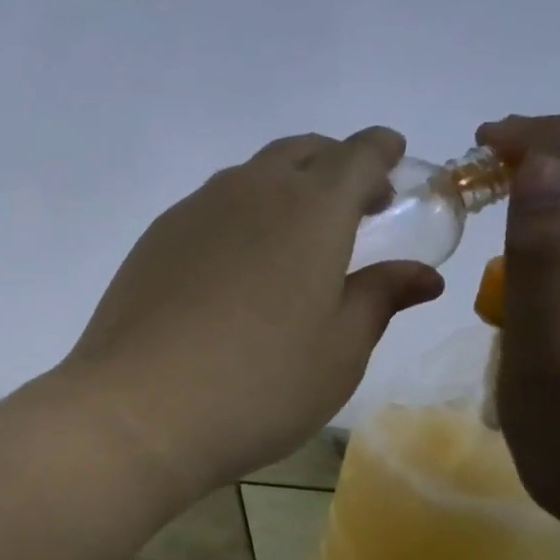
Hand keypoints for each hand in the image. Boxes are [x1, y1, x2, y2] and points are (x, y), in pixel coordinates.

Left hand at [63, 129, 443, 497]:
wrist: (138, 408)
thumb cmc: (258, 385)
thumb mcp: (339, 352)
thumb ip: (378, 299)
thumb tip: (420, 274)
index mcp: (311, 209)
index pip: (356, 155)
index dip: (381, 152)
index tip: (393, 160)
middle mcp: (250, 192)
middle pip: (299, 153)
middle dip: (333, 165)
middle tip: (353, 204)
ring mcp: (193, 212)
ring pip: (248, 177)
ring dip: (282, 188)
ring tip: (293, 236)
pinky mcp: (154, 240)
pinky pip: (208, 207)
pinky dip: (237, 215)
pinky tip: (234, 264)